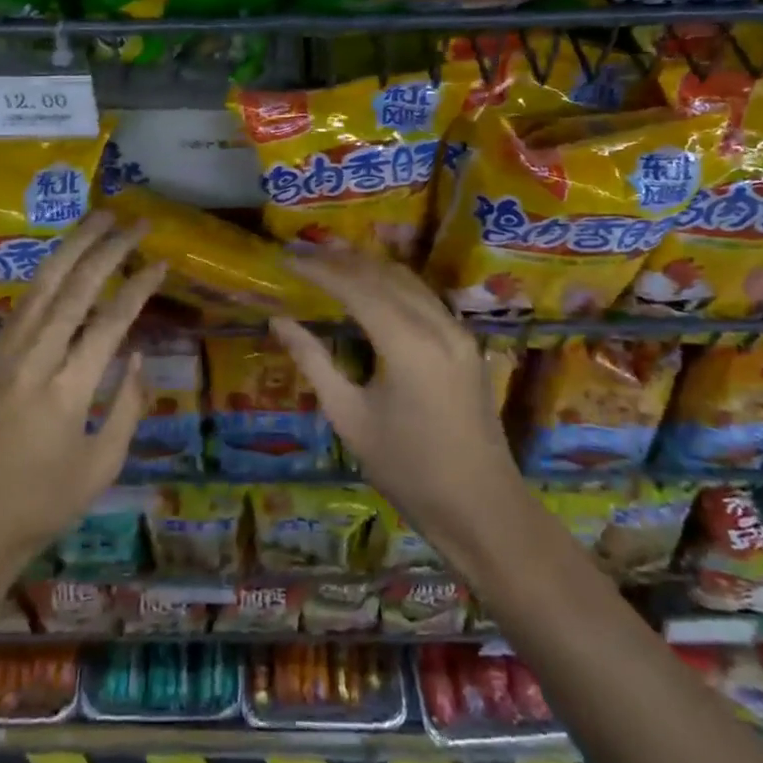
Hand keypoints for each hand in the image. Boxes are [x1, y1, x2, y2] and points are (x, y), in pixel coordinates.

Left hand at [0, 211, 165, 582]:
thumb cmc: (43, 505)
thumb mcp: (101, 466)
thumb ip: (126, 407)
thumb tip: (137, 356)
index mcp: (67, 392)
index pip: (110, 322)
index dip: (138, 287)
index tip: (160, 260)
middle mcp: (33, 361)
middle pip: (74, 289)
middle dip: (107, 249)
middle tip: (135, 221)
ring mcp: (4, 355)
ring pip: (41, 286)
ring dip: (72, 248)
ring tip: (98, 218)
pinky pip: (22, 306)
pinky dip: (47, 276)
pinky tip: (63, 262)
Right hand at [271, 252, 526, 572]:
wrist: (483, 510)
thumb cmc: (408, 471)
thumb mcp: (350, 418)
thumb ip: (314, 362)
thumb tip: (279, 321)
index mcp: (407, 343)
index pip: (355, 287)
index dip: (318, 270)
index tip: (286, 260)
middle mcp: (437, 325)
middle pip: (383, 275)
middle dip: (340, 260)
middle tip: (302, 252)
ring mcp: (457, 332)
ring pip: (407, 280)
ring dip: (368, 266)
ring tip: (330, 259)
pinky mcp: (465, 343)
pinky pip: (424, 297)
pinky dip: (391, 283)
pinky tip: (370, 287)